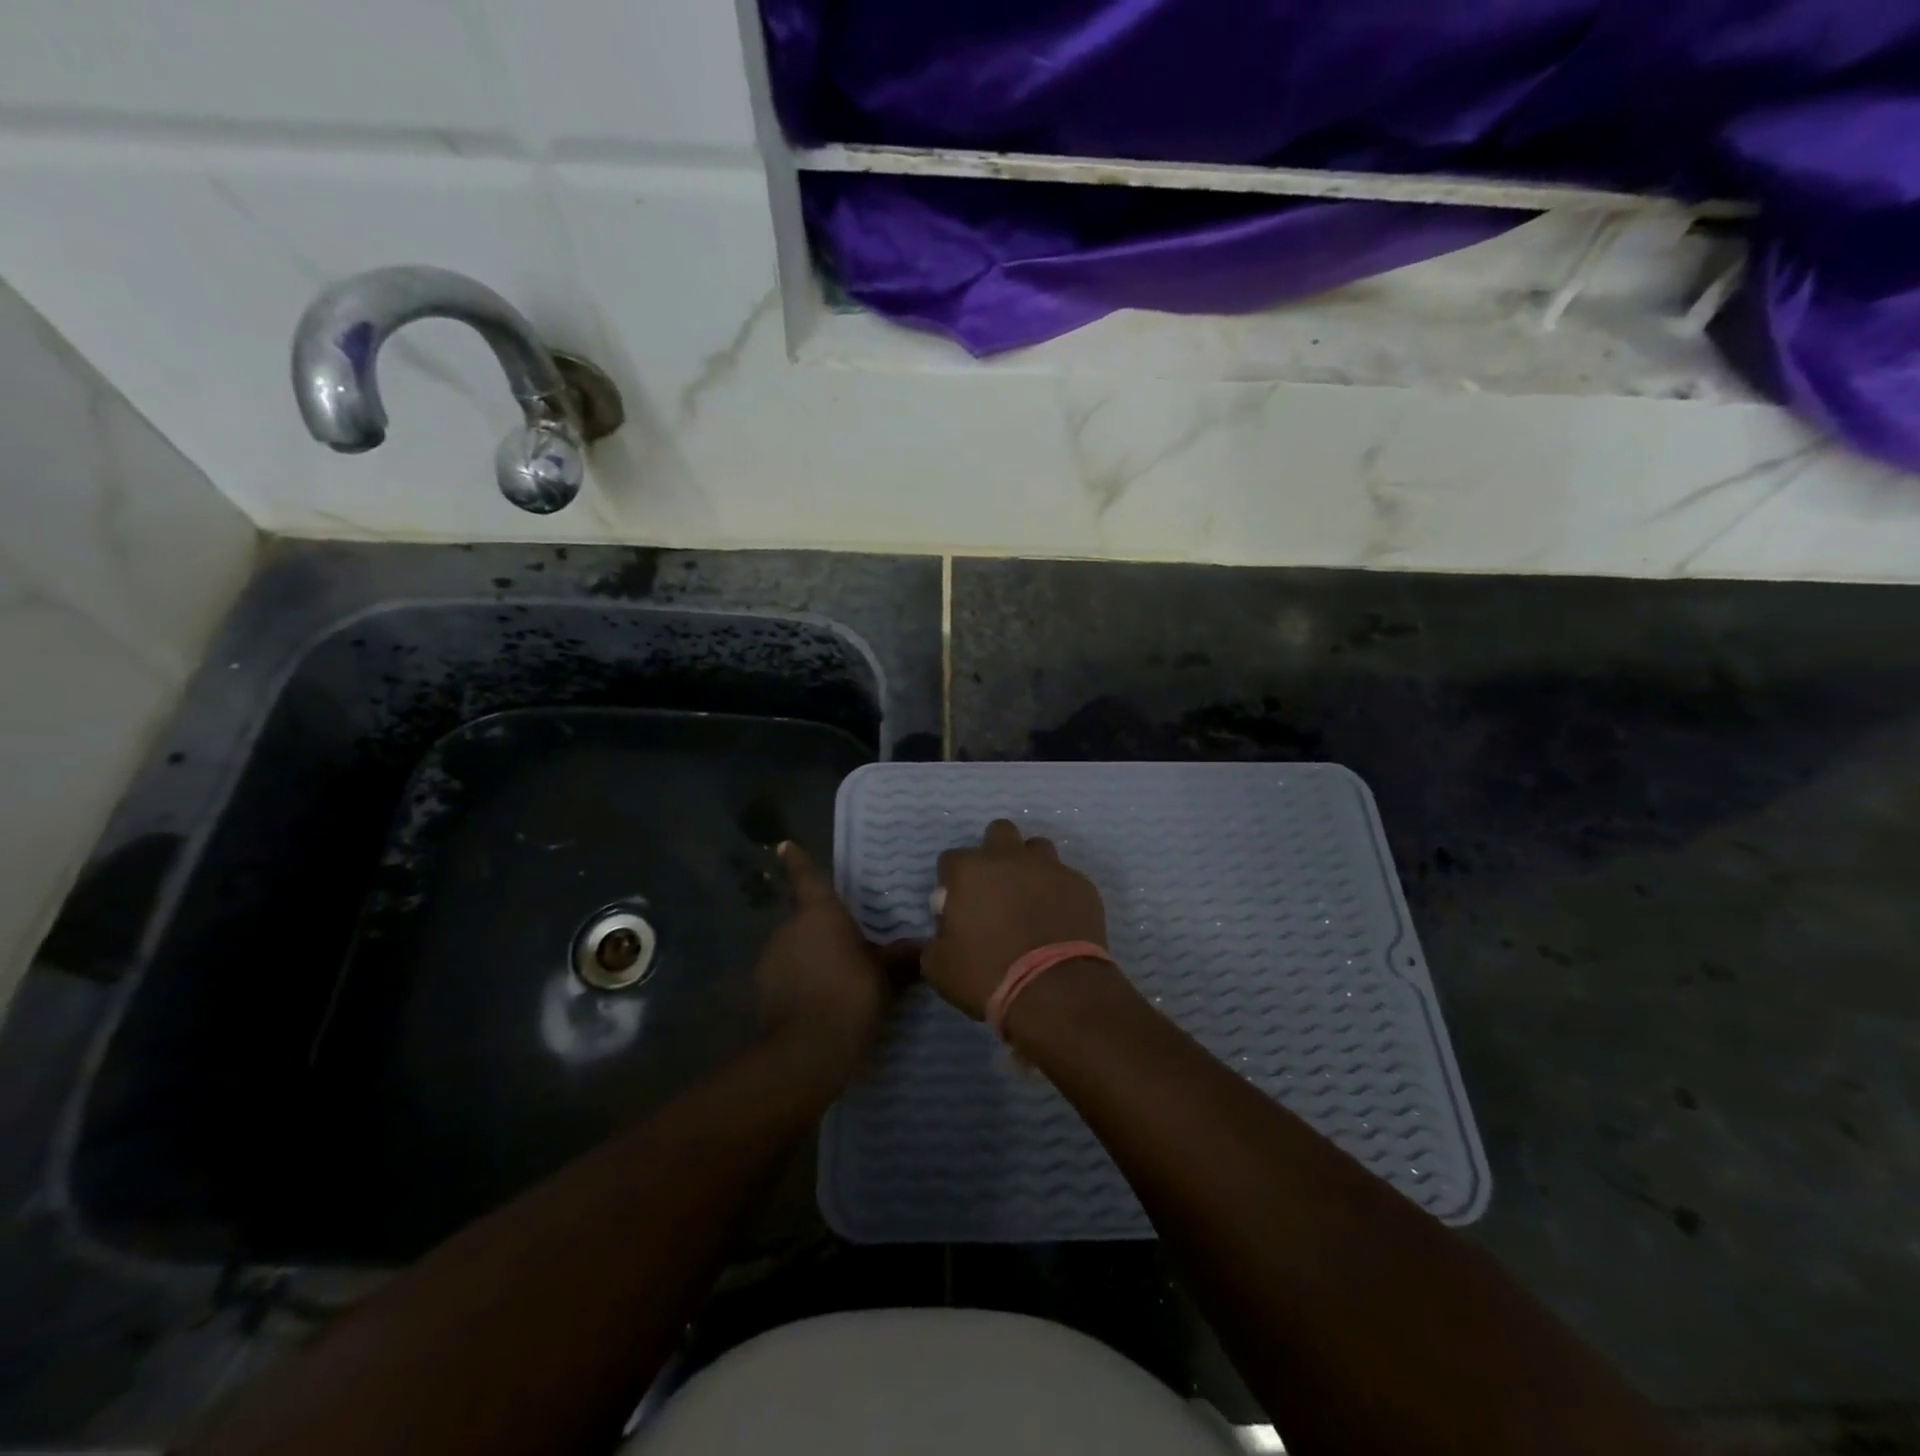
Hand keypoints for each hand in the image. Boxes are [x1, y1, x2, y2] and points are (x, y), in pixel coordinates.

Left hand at [755, 841, 913, 1073]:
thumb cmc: (851, 997)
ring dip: (812, 956)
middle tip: (850, 945)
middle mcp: (790, 928)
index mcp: (820, 914)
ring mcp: (771, 959)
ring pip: (796, 948)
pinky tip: (820, 1000)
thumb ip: (901, 958)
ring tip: (838, 978)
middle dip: (825, 930)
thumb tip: (924, 948)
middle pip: (807, 919)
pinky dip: (801, 980)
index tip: (784, 845)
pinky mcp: (763, 989)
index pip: (808, 878)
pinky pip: (787, 974)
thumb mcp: (886, 976)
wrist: (808, 1051)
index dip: (798, 861)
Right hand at [922, 819, 1108, 1018]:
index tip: (958, 905)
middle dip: (995, 852)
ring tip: (1030, 898)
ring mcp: (1050, 868)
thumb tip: (940, 933)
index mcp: (970, 870)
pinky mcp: (1081, 884)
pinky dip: (1058, 892)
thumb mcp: (939, 967)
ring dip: (1030, 866)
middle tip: (995, 888)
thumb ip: (933, 940)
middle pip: (999, 832)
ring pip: (1037, 848)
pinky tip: (1058, 918)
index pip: (951, 859)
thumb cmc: (988, 975)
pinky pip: (1066, 878)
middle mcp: (1009, 858)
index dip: (953, 881)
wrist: (1055, 991)